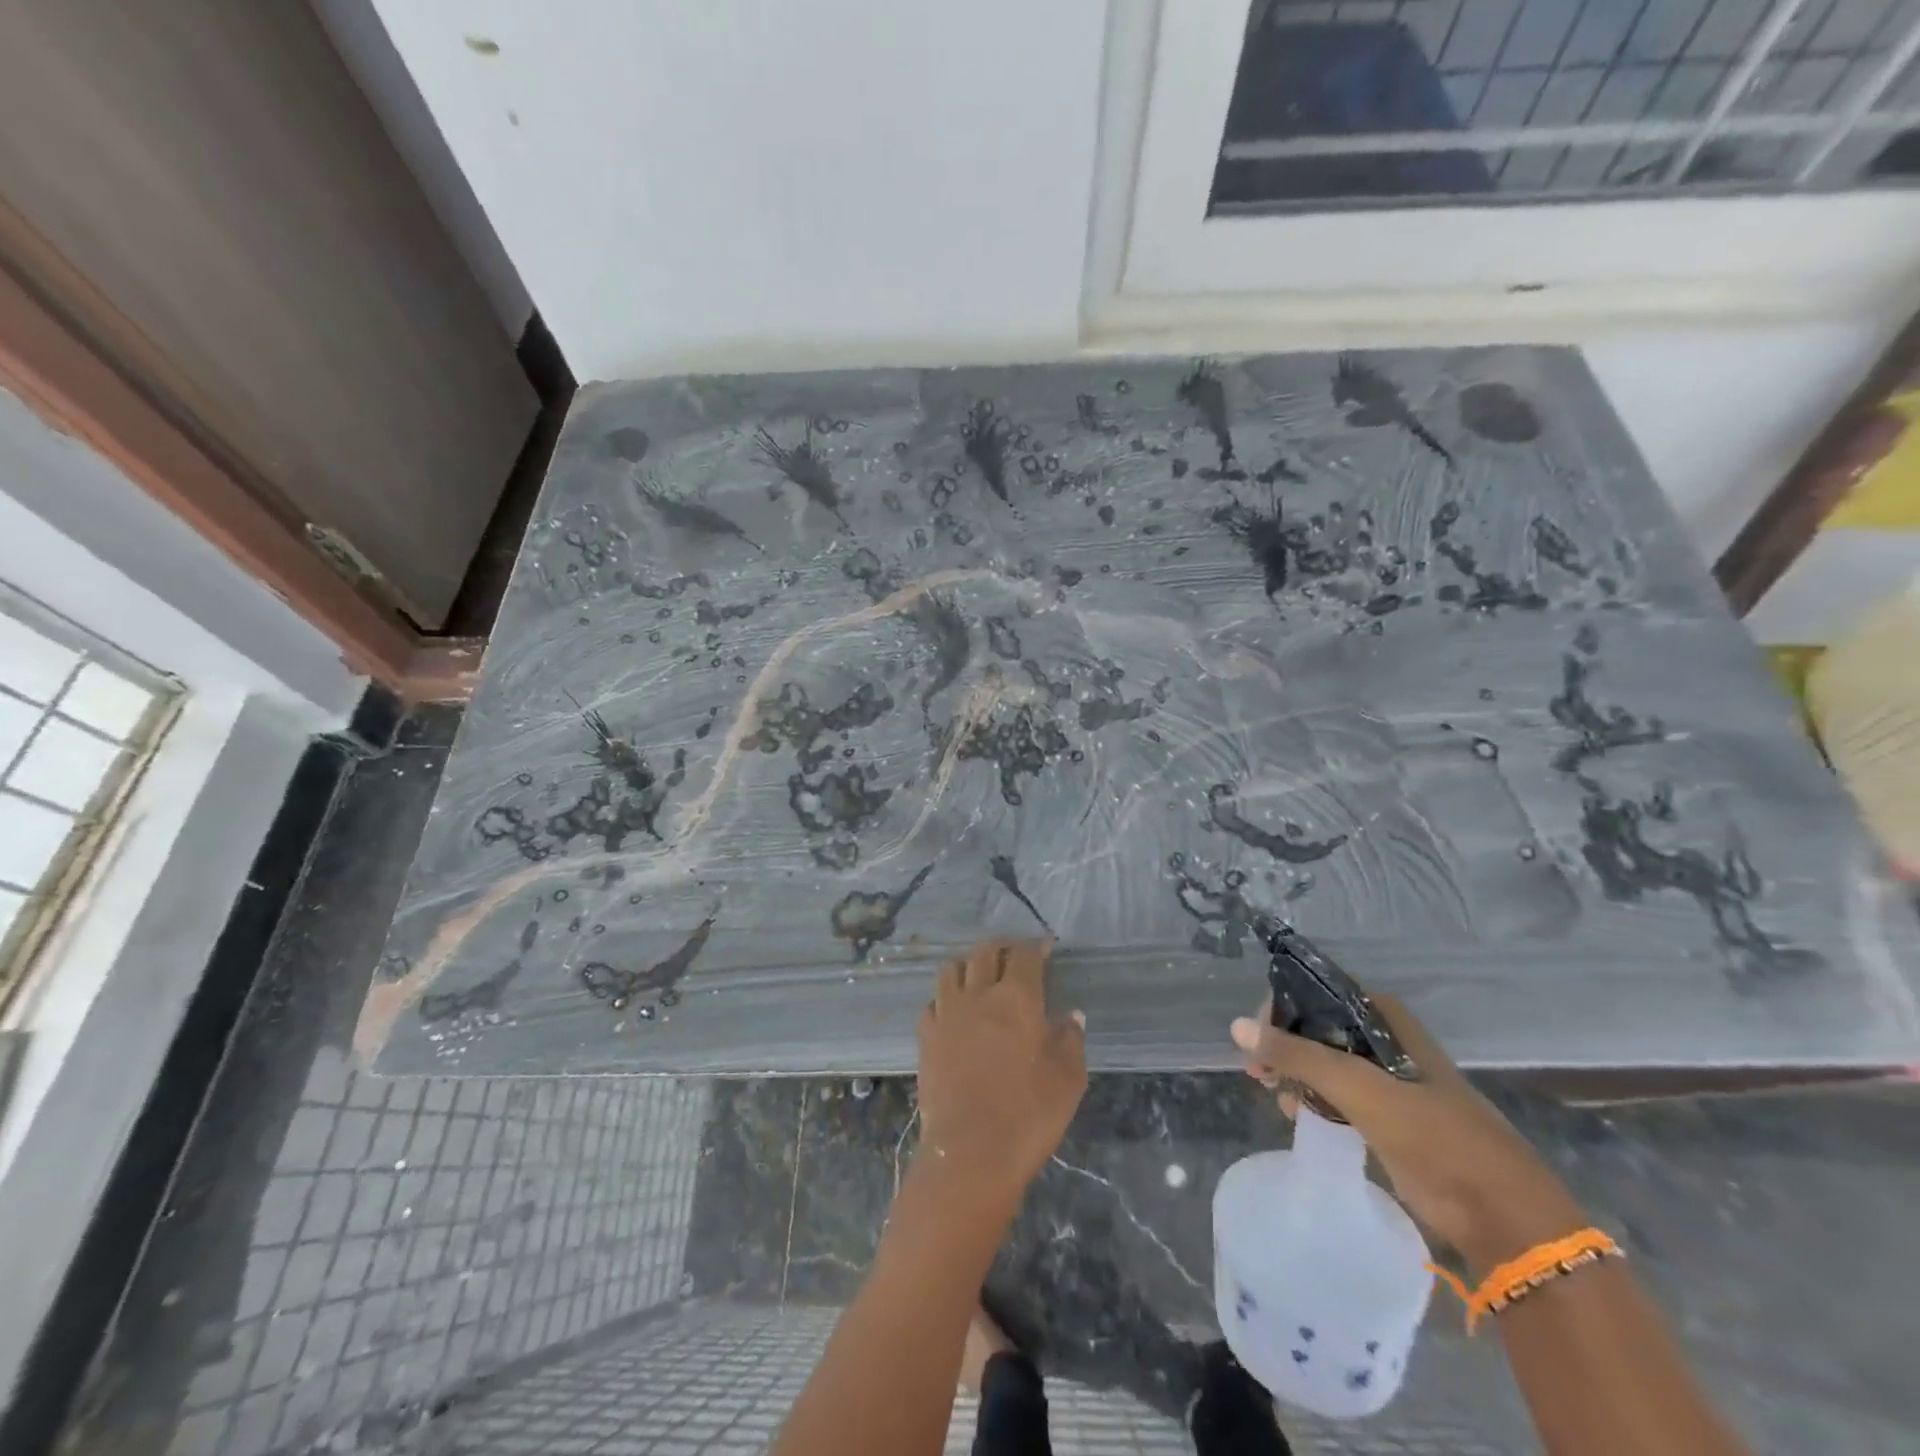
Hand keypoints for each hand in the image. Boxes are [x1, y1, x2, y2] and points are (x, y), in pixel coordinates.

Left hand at [915, 938, 1086, 1212]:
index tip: (1045, 946)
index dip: (1036, 946)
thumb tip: (1071, 1015)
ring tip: (980, 973)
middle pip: (985, 952)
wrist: (971, 1153)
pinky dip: (945, 997)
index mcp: (1017, 998)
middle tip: (1014, 954)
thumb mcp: (1068, 1078)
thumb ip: (1070, 1039)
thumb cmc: (1029, 1115)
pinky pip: (933, 1001)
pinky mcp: (926, 1036)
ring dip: (969, 963)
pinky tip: (954, 1009)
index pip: (1025, 955)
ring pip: (952, 968)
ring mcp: (947, 1013)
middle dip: (1002, 947)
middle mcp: (979, 994)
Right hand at [1232, 996, 1586, 1274]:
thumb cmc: (1433, 1134)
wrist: (1499, 1214)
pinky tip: (1291, 1111)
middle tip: (1255, 1067)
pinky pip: (1337, 1099)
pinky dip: (1311, 1100)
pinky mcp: (1388, 1122)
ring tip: (1266, 1088)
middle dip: (1283, 1043)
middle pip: (1320, 1029)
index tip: (1258, 1031)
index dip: (1286, 1006)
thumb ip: (1297, 1055)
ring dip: (1293, 1072)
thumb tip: (1237, 1026)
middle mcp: (1386, 1044)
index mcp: (1387, 1022)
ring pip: (1325, 1065)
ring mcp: (1388, 1085)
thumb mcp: (1358, 1087)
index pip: (1322, 994)